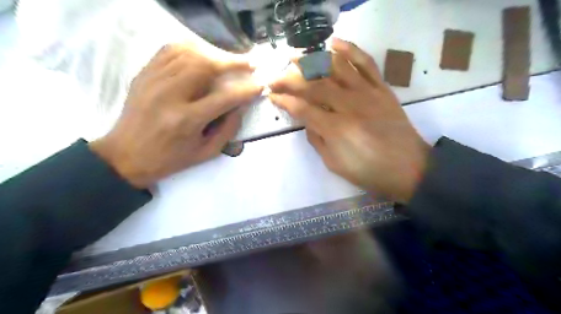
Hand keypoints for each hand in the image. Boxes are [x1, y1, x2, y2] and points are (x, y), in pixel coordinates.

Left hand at [89, 42, 263, 187]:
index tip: (260, 85)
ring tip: (228, 61)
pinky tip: (203, 55)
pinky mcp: (144, 74)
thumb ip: (228, 129)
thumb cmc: (170, 159)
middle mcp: (170, 95)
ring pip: (189, 53)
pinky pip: (170, 51)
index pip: (224, 97)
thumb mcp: (206, 153)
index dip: (246, 90)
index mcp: (187, 120)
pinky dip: (191, 49)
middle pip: (205, 66)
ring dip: (214, 54)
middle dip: (232, 62)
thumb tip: (241, 106)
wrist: (126, 156)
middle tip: (248, 64)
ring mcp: (154, 81)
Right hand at [270, 38, 427, 203]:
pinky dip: (350, 50)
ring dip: (313, 60)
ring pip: (336, 68)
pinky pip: (366, 63)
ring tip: (297, 57)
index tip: (271, 95)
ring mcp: (368, 93)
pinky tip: (334, 43)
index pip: (303, 108)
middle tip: (276, 77)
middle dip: (290, 79)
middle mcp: (349, 105)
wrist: (409, 168)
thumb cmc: (369, 171)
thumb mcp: (335, 164)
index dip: (284, 100)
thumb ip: (317, 140)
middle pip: (315, 85)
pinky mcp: (382, 88)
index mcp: (336, 128)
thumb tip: (307, 121)